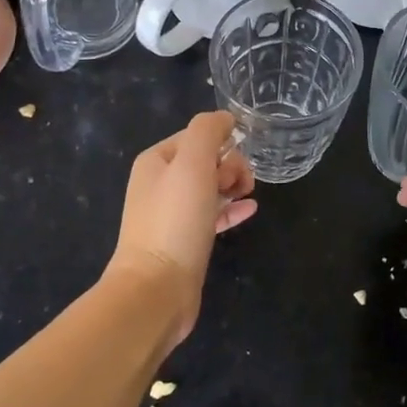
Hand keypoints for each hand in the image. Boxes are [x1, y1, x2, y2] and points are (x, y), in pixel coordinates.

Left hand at [106, 111, 256, 351]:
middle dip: (230, 165)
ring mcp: (171, 214)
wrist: (156, 289)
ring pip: (210, 187)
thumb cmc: (175, 221)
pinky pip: (212, 215)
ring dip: (233, 185)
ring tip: (248, 195)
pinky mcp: (184, 241)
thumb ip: (207, 132)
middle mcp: (159, 184)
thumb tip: (225, 118)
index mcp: (156, 161)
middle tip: (239, 185)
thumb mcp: (192, 164)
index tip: (237, 163)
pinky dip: (231, 209)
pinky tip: (250, 210)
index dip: (222, 144)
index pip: (196, 136)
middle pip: (205, 160)